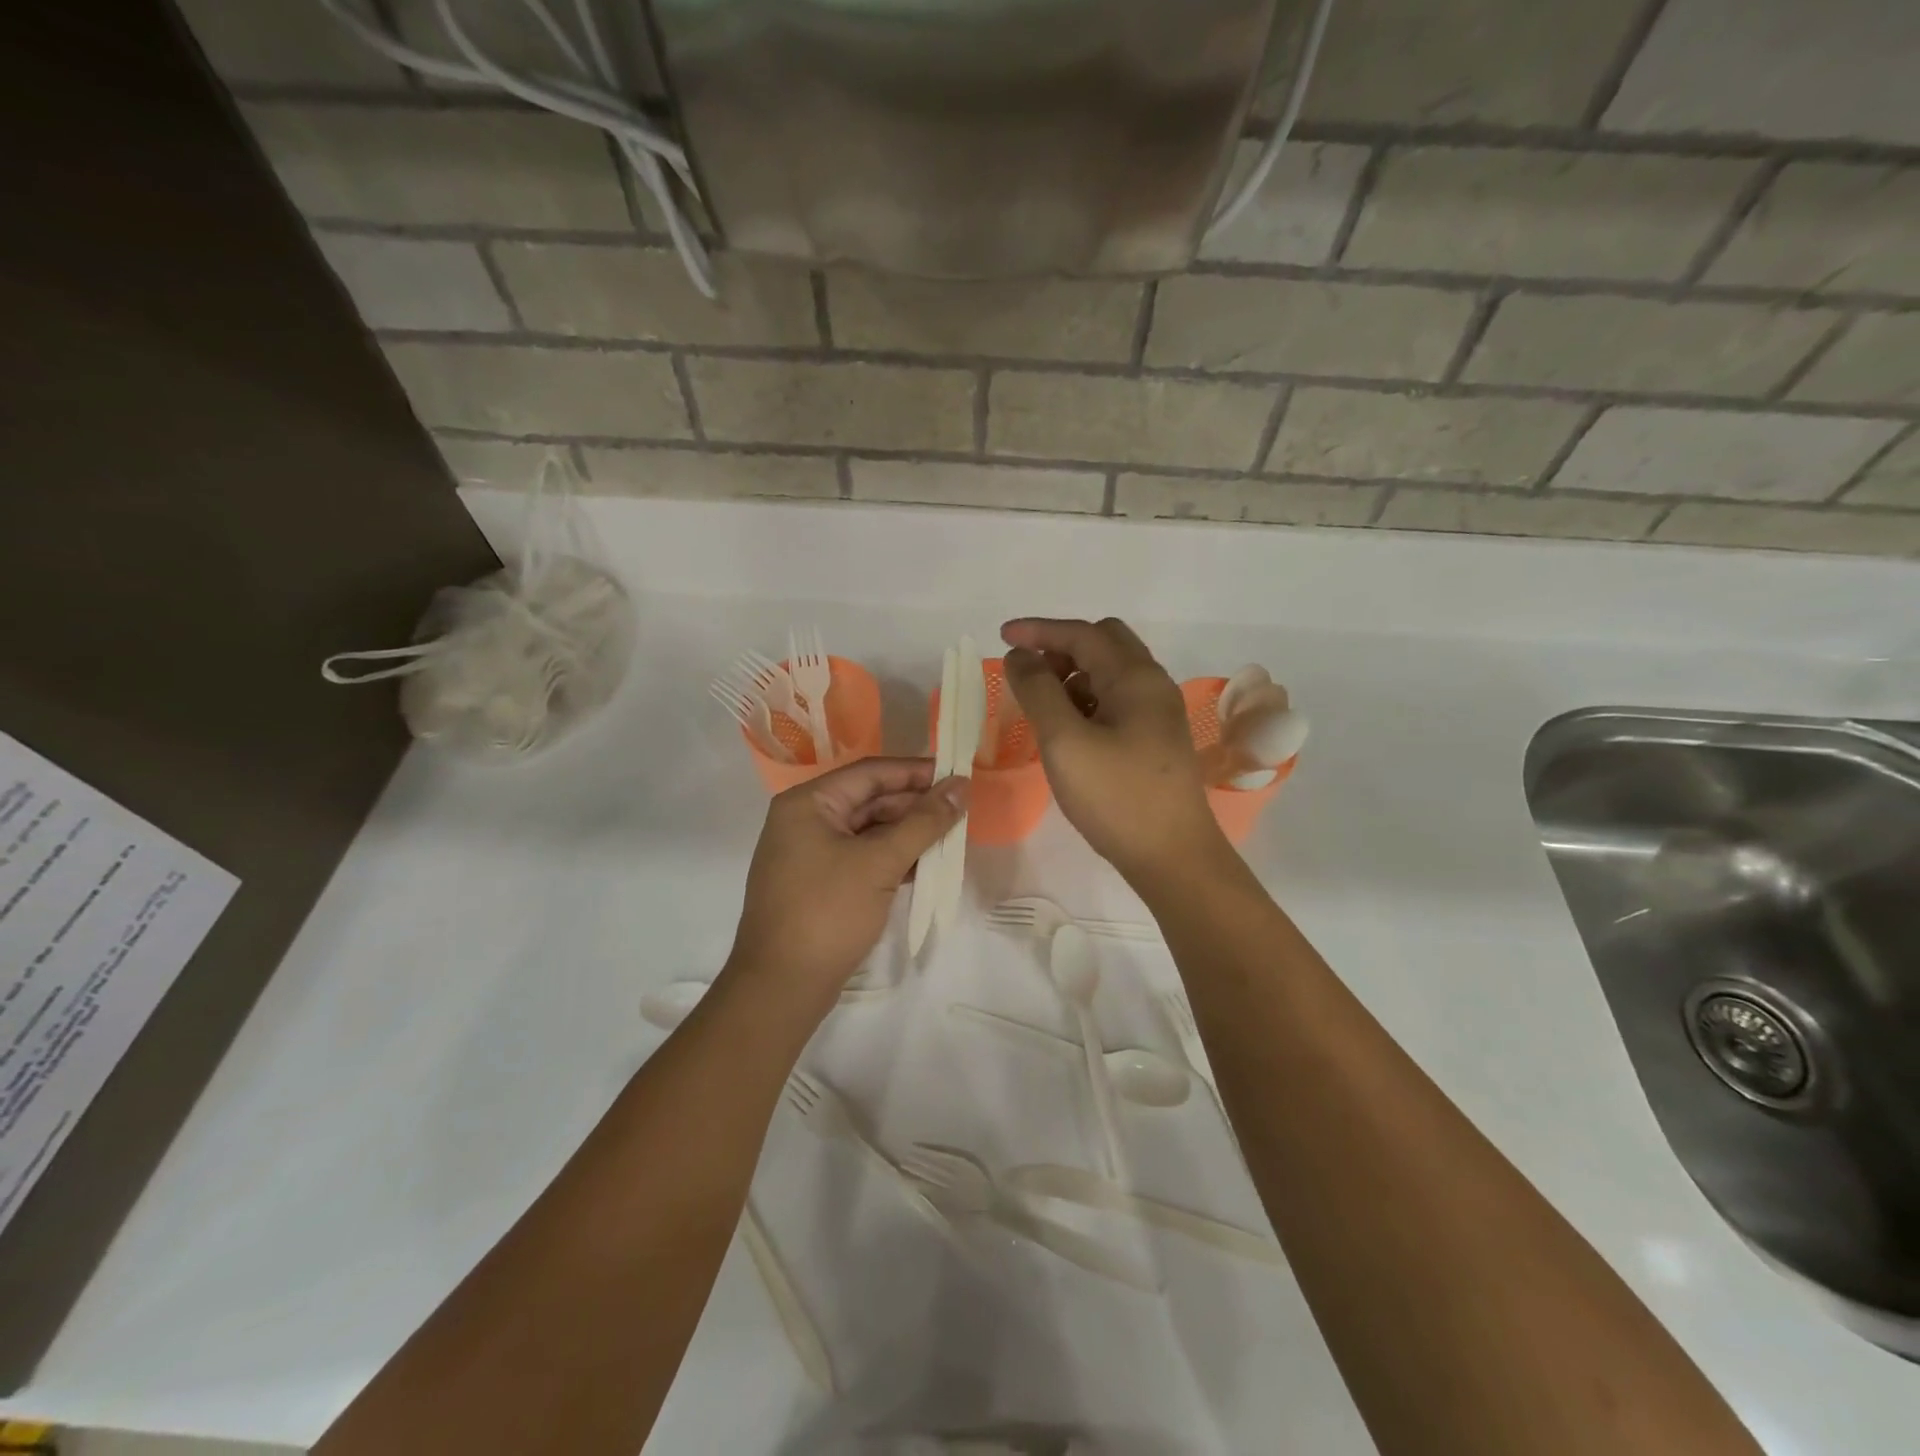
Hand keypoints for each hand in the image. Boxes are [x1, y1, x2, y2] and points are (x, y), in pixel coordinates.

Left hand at [725, 758, 967, 1011]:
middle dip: (915, 805)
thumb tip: (961, 786)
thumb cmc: (828, 912)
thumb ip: (924, 822)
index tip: (958, 776)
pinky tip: (925, 865)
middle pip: (870, 799)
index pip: (871, 773)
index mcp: (808, 803)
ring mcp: (810, 853)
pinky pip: (862, 856)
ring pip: (869, 830)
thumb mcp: (880, 862)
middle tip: (961, 811)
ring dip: (908, 833)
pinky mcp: (820, 882)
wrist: (782, 986)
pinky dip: (892, 857)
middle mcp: (805, 820)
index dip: (916, 772)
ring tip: (951, 838)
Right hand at [1002, 617, 1226, 886]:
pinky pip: (1118, 700)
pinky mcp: (1157, 738)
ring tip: (1044, 706)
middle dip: (1061, 649)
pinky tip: (1070, 730)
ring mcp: (1159, 713)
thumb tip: (1020, 655)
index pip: (1082, 634)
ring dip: (1074, 675)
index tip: (1001, 636)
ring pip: (1111, 673)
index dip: (1039, 631)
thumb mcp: (1064, 742)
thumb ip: (1038, 691)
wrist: (1173, 856)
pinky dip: (1088, 700)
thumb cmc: (1115, 797)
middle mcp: (1153, 685)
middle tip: (1029, 674)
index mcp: (1135, 677)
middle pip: (1104, 643)